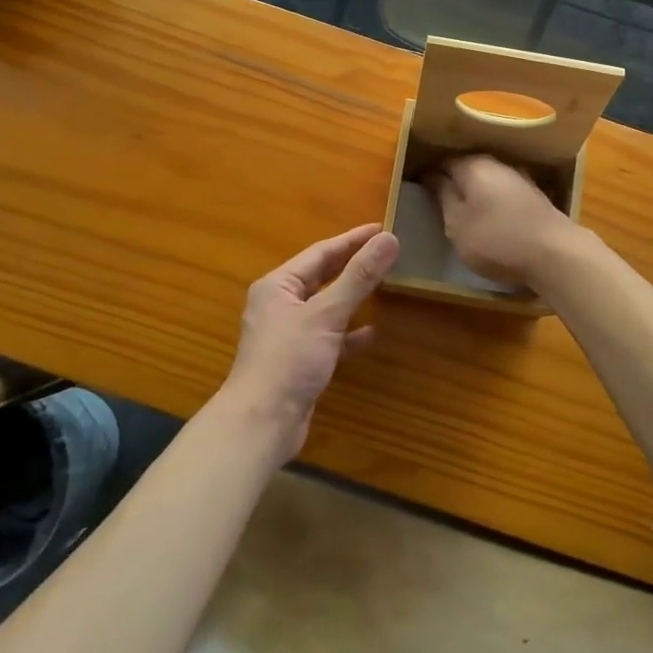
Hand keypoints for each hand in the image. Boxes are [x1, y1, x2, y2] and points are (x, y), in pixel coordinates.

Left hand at [221, 223, 400, 460]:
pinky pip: (328, 337)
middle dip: (352, 265)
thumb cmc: (289, 360)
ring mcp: (288, 334)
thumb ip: (359, 277)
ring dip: (352, 296)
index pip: (321, 252)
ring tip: (384, 285)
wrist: (262, 423)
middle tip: (385, 252)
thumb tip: (389, 239)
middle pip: (322, 277)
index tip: (382, 228)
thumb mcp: (326, 314)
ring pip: (326, 306)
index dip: (352, 240)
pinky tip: (371, 333)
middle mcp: (280, 304)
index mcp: (278, 285)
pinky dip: (348, 333)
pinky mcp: (299, 360)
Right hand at [428, 154, 576, 288]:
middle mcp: (497, 163)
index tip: (420, 192)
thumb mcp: (457, 223)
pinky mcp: (534, 196)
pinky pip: (503, 192)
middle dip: (453, 182)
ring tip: (464, 216)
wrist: (555, 253)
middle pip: (467, 168)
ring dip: (475, 193)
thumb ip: (443, 195)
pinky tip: (491, 219)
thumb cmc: (496, 239)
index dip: (429, 175)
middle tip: (440, 207)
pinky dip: (493, 202)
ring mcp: (519, 178)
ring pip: (487, 180)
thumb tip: (432, 174)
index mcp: (473, 165)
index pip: (442, 161)